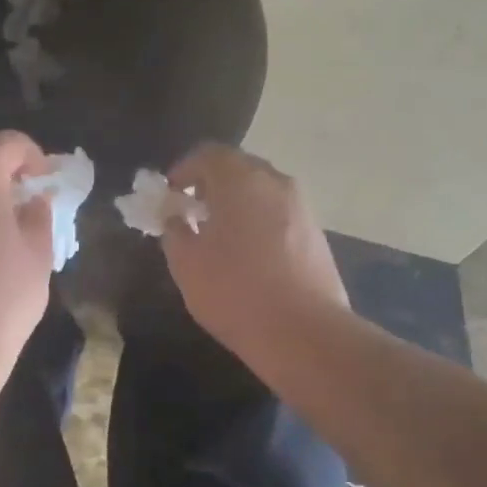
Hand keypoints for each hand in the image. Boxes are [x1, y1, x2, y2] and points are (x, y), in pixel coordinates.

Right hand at [161, 145, 349, 358]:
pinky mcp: (316, 234)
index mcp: (240, 180)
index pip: (207, 154)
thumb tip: (176, 218)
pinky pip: (279, 214)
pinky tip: (248, 255)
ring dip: (237, 203)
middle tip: (191, 213)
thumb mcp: (186, 263)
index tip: (170, 196)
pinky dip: (259, 221)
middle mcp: (275, 182)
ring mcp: (302, 207)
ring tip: (219, 237)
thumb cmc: (235, 291)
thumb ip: (174, 231)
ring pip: (261, 191)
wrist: (304, 333)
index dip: (183, 170)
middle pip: (237, 168)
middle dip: (211, 185)